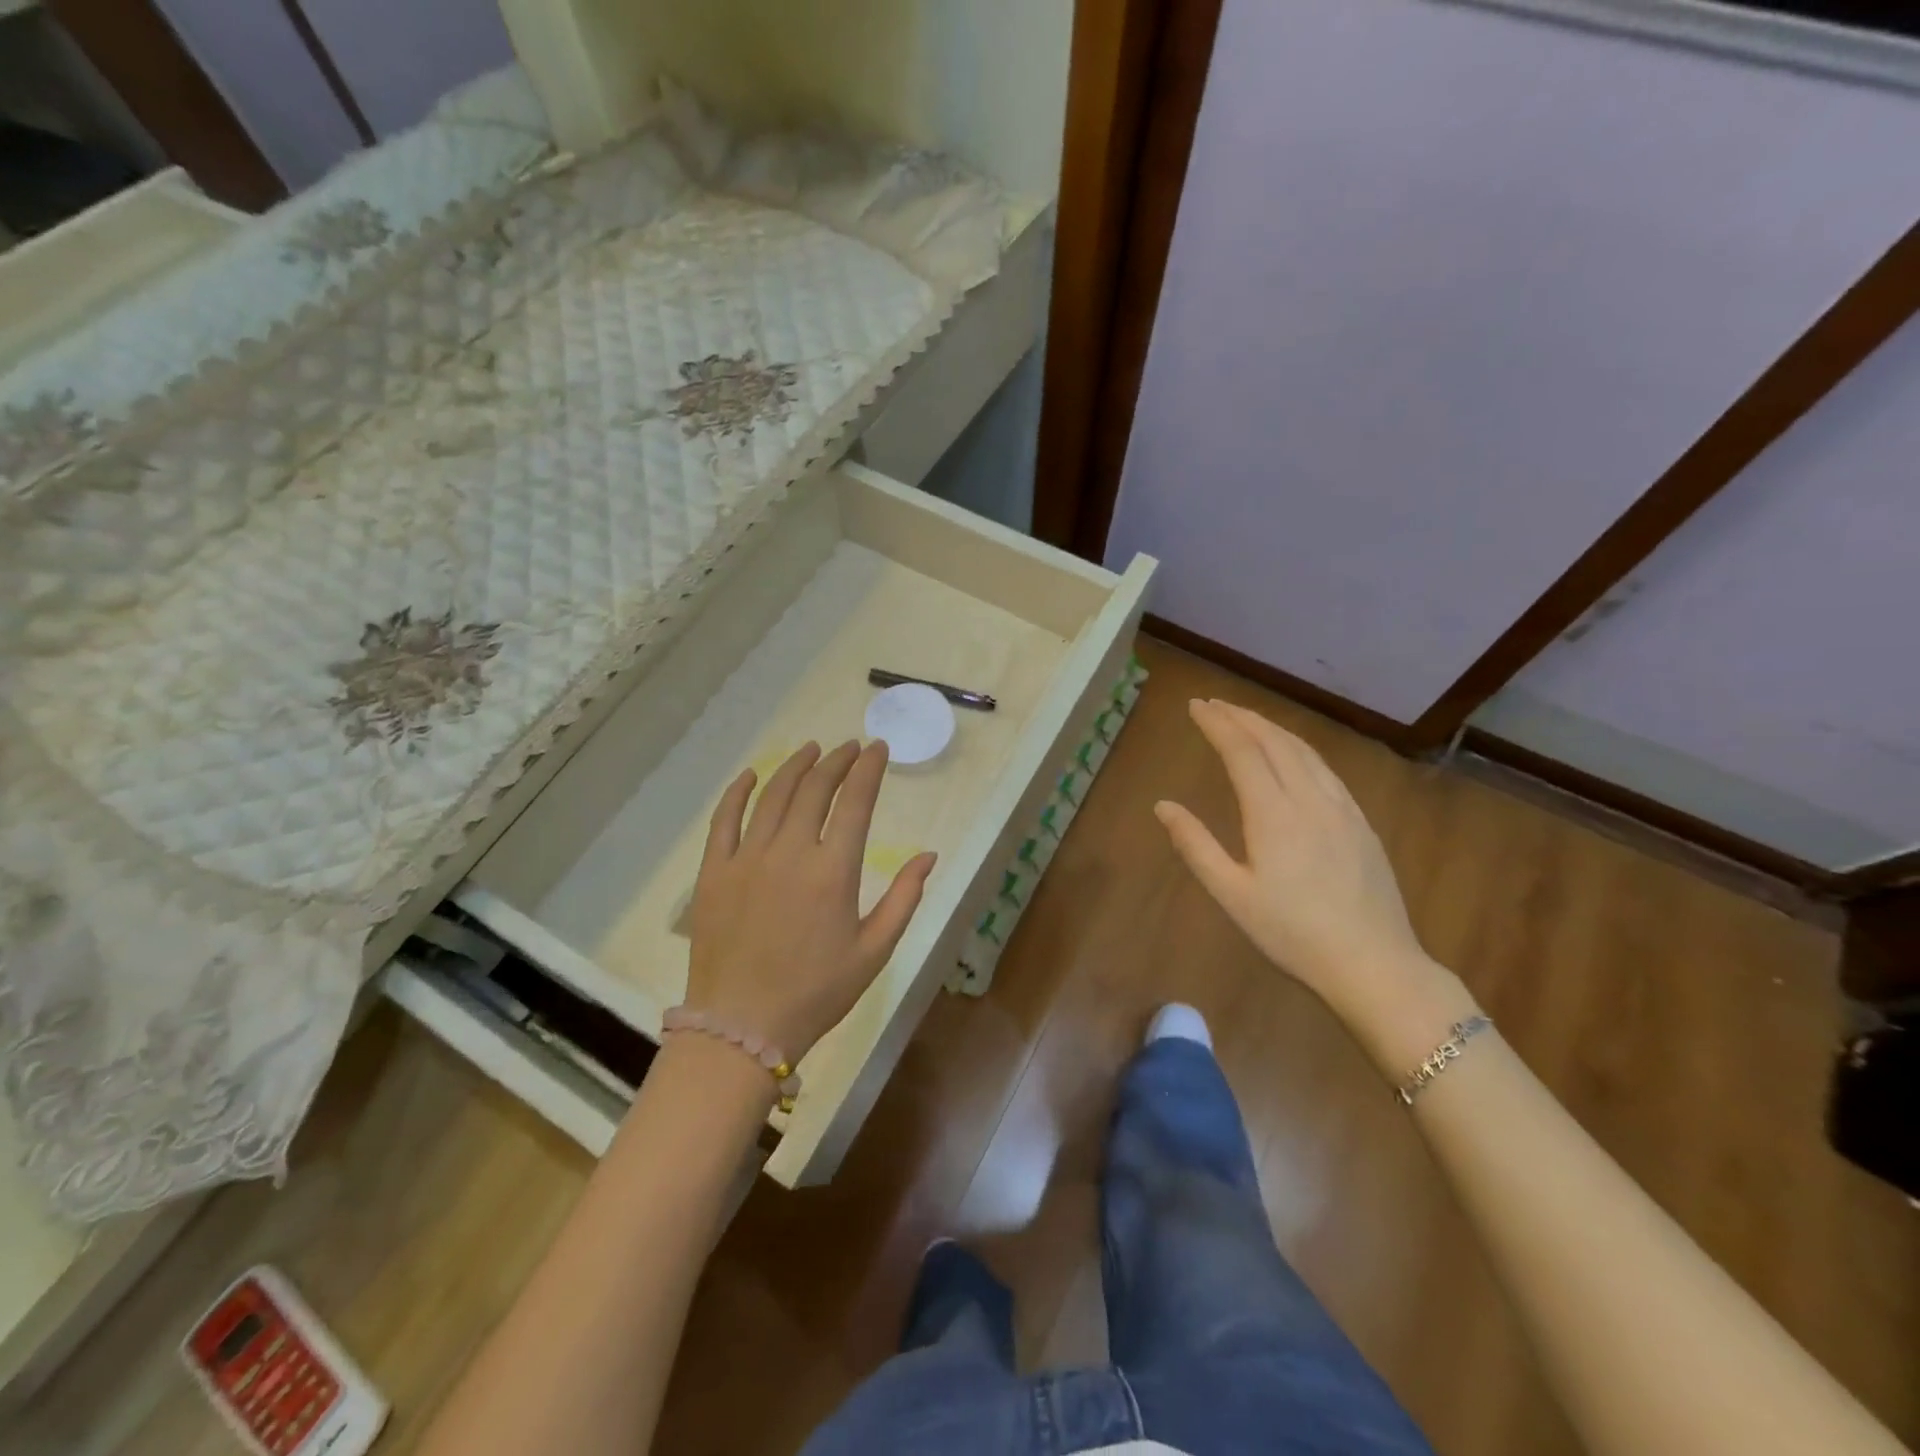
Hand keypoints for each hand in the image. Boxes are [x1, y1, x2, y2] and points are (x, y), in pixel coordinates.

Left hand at [686, 740, 936, 1063]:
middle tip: (849, 748)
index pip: (855, 802)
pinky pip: (724, 819)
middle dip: (836, 762)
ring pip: (773, 795)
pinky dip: (738, 792)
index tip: (877, 749)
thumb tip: (929, 856)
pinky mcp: (714, 871)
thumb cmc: (817, 992)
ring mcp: (747, 859)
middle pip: (815, 789)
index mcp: (833, 871)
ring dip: (795, 766)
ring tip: (811, 750)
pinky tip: (752, 775)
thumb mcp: (874, 951)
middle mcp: (790, 853)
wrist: (741, 1026)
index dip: (869, 770)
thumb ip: (905, 899)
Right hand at [1154, 699, 1433, 1016]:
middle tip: (1214, 704)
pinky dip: (1299, 748)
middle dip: (1241, 717)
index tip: (1195, 705)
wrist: (1374, 964)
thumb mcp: (1232, 895)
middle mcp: (1310, 798)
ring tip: (1246, 719)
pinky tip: (1292, 754)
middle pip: (1274, 741)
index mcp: (1274, 814)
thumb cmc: (1292, 934)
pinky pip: (1325, 768)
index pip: (1242, 751)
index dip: (1217, 724)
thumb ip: (1195, 846)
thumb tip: (1163, 806)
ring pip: (1304, 750)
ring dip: (1271, 727)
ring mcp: (1342, 808)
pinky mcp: (1361, 822)